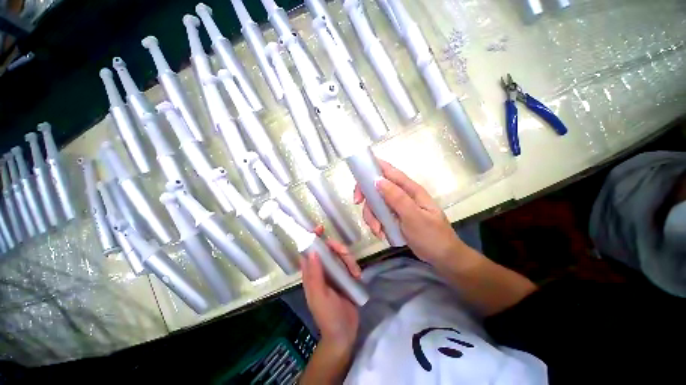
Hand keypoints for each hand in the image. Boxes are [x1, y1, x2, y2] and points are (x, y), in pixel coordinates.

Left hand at [301, 240, 360, 351]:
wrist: (344, 332)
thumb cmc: (328, 316)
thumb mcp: (320, 297)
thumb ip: (315, 275)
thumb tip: (313, 251)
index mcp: (311, 274)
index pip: (308, 251)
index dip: (312, 238)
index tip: (321, 228)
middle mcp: (321, 270)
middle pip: (328, 249)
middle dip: (337, 248)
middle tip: (346, 254)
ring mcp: (334, 272)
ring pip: (340, 255)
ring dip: (349, 260)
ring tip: (355, 273)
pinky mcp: (345, 276)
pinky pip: (349, 263)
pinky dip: (354, 266)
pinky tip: (357, 277)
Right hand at [354, 160, 463, 264]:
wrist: (442, 257)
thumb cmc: (432, 236)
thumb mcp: (414, 217)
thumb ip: (397, 198)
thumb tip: (378, 180)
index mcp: (410, 189)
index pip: (389, 172)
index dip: (371, 170)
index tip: (359, 183)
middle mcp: (402, 194)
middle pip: (377, 188)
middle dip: (367, 197)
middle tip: (358, 205)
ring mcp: (397, 207)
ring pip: (375, 204)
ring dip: (371, 216)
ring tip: (377, 230)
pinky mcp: (394, 218)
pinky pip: (378, 216)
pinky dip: (376, 223)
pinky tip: (381, 234)